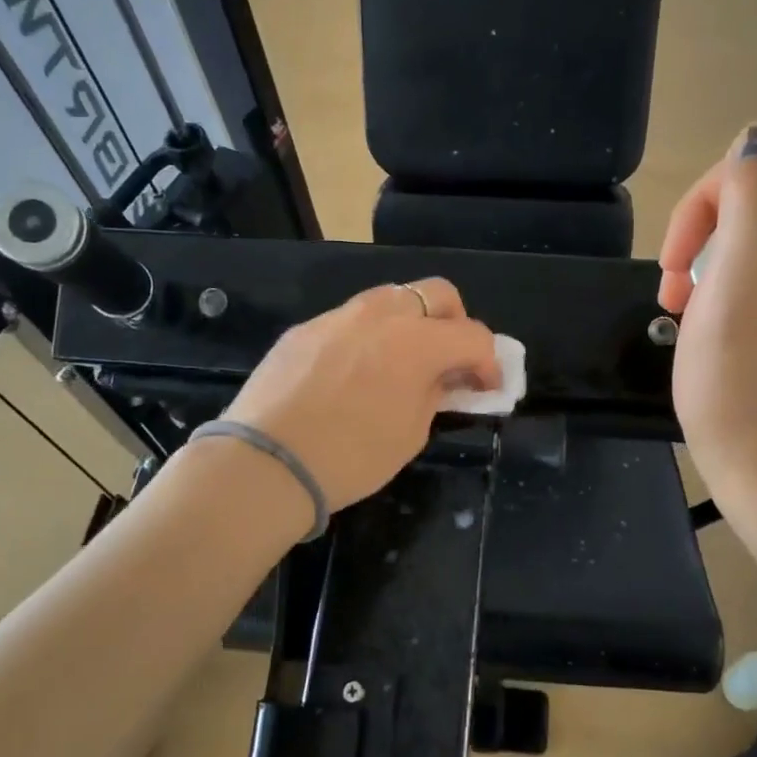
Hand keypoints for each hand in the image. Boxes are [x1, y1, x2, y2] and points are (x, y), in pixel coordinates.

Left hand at [222, 279, 500, 511]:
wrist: (267, 462)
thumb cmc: (351, 457)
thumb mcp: (411, 433)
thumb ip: (434, 394)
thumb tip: (441, 379)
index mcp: (418, 341)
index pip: (474, 336)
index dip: (489, 363)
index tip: (487, 388)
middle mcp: (382, 314)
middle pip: (437, 294)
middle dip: (455, 323)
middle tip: (450, 360)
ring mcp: (339, 316)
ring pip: (392, 298)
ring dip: (411, 322)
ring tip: (403, 361)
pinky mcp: (306, 328)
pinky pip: (351, 320)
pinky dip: (368, 336)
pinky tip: (355, 371)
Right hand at [658, 124, 756, 509]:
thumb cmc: (744, 390)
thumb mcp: (736, 289)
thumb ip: (749, 204)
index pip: (756, 174)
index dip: (701, 211)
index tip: (672, 271)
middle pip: (754, 204)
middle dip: (700, 240)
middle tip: (672, 297)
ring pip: (749, 240)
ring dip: (704, 267)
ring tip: (684, 315)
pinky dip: (722, 291)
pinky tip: (707, 327)